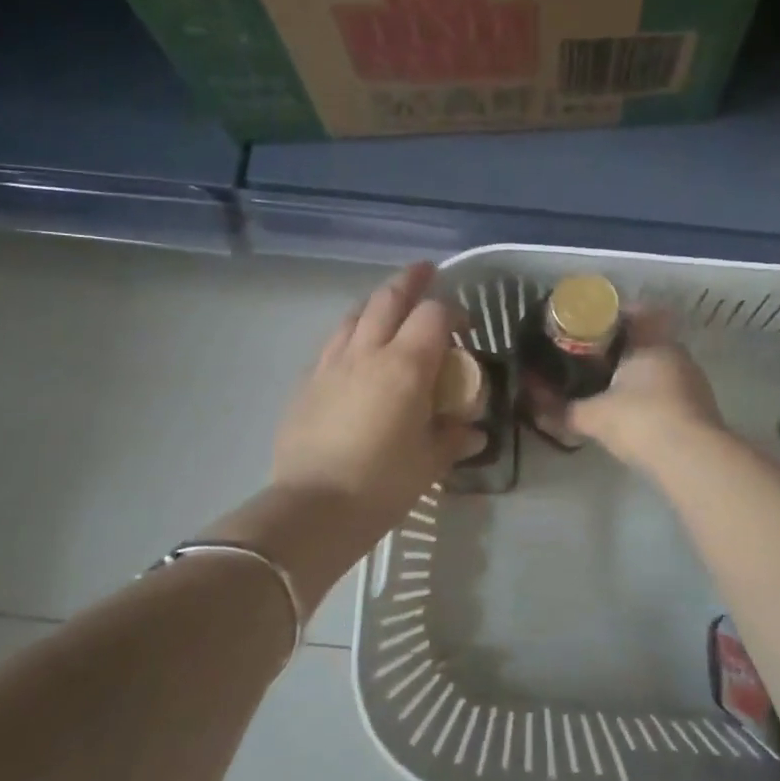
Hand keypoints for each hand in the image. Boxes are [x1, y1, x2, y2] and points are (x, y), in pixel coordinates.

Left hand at [271, 263, 479, 535]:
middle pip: (389, 298)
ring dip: (377, 302)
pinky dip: (351, 333)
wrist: (314, 507)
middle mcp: (367, 351)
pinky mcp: (307, 382)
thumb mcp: (431, 461)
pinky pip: (333, 342)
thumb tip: (473, 431)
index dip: (454, 312)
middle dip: (411, 281)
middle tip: (426, 273)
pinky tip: (355, 351)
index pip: (434, 315)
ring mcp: (330, 363)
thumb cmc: (383, 483)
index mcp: (405, 365)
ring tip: (389, 306)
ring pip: (355, 314)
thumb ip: (454, 436)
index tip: (466, 328)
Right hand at [567, 313, 724, 471]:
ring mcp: (692, 380)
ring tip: (608, 387)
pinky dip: (651, 396)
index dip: (610, 317)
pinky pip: (669, 390)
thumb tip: (532, 404)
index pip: (634, 312)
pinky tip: (634, 413)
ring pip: (659, 366)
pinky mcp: (700, 407)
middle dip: (620, 348)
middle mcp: (676, 353)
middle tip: (591, 359)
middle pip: (646, 339)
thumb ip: (562, 410)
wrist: (693, 459)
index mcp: (651, 342)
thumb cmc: (640, 421)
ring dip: (637, 373)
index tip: (587, 328)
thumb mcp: (593, 416)